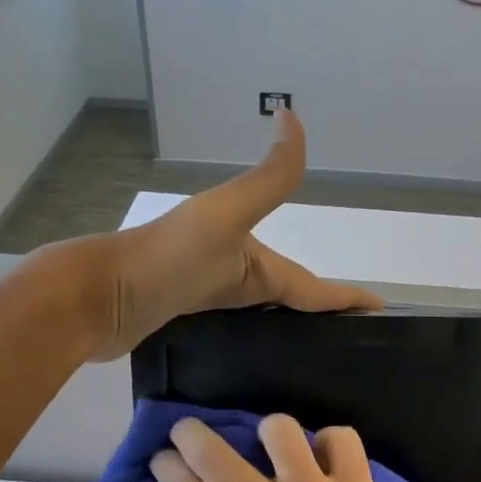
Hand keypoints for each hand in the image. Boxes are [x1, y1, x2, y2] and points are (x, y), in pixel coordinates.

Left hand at [66, 110, 381, 361]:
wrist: (99, 296)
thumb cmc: (167, 260)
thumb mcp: (226, 216)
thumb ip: (267, 179)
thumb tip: (293, 115)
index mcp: (253, 259)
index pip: (312, 285)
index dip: (346, 298)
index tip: (381, 312)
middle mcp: (236, 277)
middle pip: (291, 300)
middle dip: (323, 317)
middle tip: (352, 347)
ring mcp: (211, 301)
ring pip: (265, 318)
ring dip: (290, 331)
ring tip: (316, 364)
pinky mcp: (189, 325)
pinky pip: (238, 334)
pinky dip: (258, 344)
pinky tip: (263, 366)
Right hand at [150, 415, 450, 481]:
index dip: (167, 469)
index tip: (161, 457)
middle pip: (215, 455)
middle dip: (190, 435)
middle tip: (187, 431)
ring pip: (280, 430)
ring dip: (267, 432)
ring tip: (272, 445)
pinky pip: (342, 440)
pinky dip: (330, 442)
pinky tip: (325, 458)